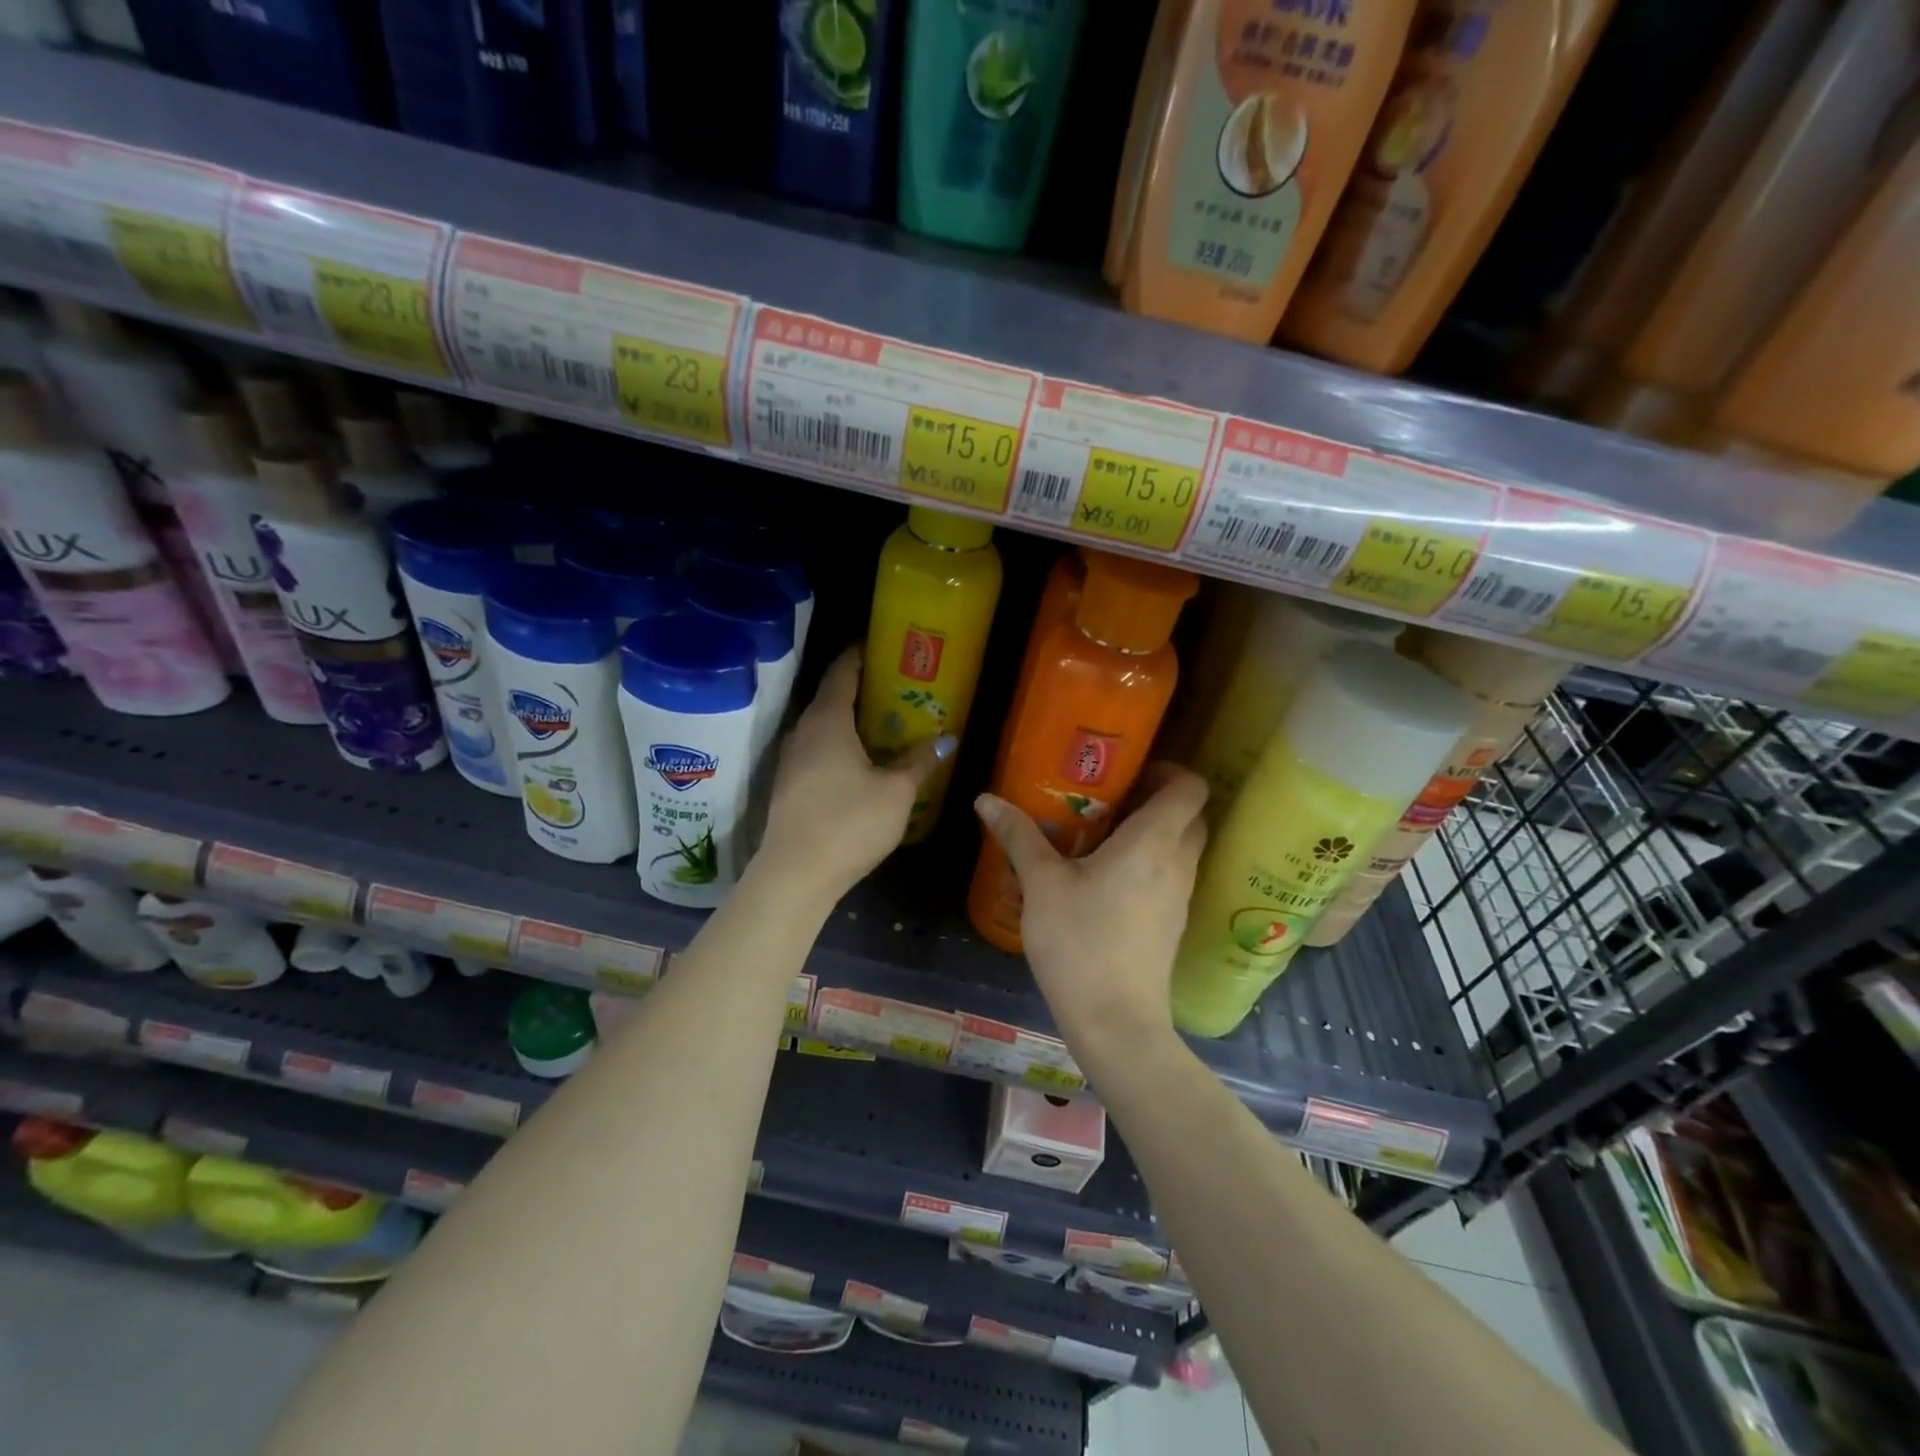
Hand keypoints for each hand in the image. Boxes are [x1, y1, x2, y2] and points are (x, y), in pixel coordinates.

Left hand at [759, 648, 947, 901]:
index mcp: (827, 720)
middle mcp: (803, 731)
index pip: (842, 671)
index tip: (882, 644)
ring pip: (824, 727)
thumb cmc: (849, 822)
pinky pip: (817, 750)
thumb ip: (919, 762)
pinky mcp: (788, 785)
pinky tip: (862, 762)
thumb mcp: (896, 792)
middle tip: (897, 687)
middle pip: (832, 697)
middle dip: (863, 689)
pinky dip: (840, 745)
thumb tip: (945, 739)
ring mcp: (791, 759)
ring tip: (885, 724)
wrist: (796, 874)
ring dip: (851, 721)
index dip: (861, 653)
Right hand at [974, 764, 1207, 1054]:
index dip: (1169, 769)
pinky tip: (1107, 878)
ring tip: (1103, 835)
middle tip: (1112, 799)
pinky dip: (1151, 863)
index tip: (1131, 772)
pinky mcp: (1173, 924)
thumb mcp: (1041, 884)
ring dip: (1154, 832)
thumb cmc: (1079, 941)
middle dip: (1158, 799)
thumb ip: (1018, 835)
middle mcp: (1178, 863)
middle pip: (1190, 815)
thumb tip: (986, 798)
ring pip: (1182, 847)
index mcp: (1154, 841)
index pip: (1191, 787)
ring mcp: (1181, 896)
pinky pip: (1172, 876)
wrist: (1115, 1021)